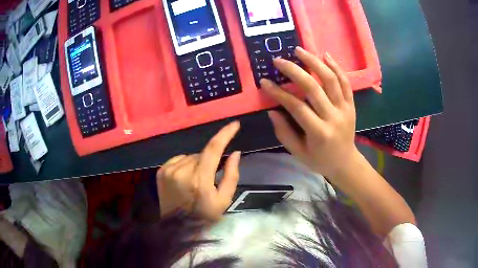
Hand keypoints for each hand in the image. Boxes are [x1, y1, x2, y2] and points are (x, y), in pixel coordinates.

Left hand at [156, 122, 240, 220]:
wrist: (177, 227)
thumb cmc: (204, 215)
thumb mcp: (224, 199)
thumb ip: (232, 175)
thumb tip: (235, 153)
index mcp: (199, 179)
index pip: (213, 149)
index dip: (225, 133)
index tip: (235, 124)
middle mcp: (182, 171)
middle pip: (202, 154)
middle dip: (209, 160)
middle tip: (210, 177)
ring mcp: (169, 170)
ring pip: (190, 156)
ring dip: (197, 163)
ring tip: (196, 180)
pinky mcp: (161, 171)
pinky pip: (179, 159)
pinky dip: (185, 164)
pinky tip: (185, 178)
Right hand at [261, 47, 357, 178]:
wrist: (345, 163)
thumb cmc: (320, 160)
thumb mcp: (298, 152)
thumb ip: (284, 132)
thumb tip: (272, 110)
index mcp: (319, 133)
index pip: (296, 107)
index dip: (279, 93)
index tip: (264, 82)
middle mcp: (333, 117)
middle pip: (313, 87)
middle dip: (294, 71)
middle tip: (278, 60)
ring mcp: (345, 109)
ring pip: (331, 80)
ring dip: (314, 62)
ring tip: (299, 50)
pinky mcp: (351, 104)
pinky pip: (345, 82)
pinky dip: (336, 67)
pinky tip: (325, 55)